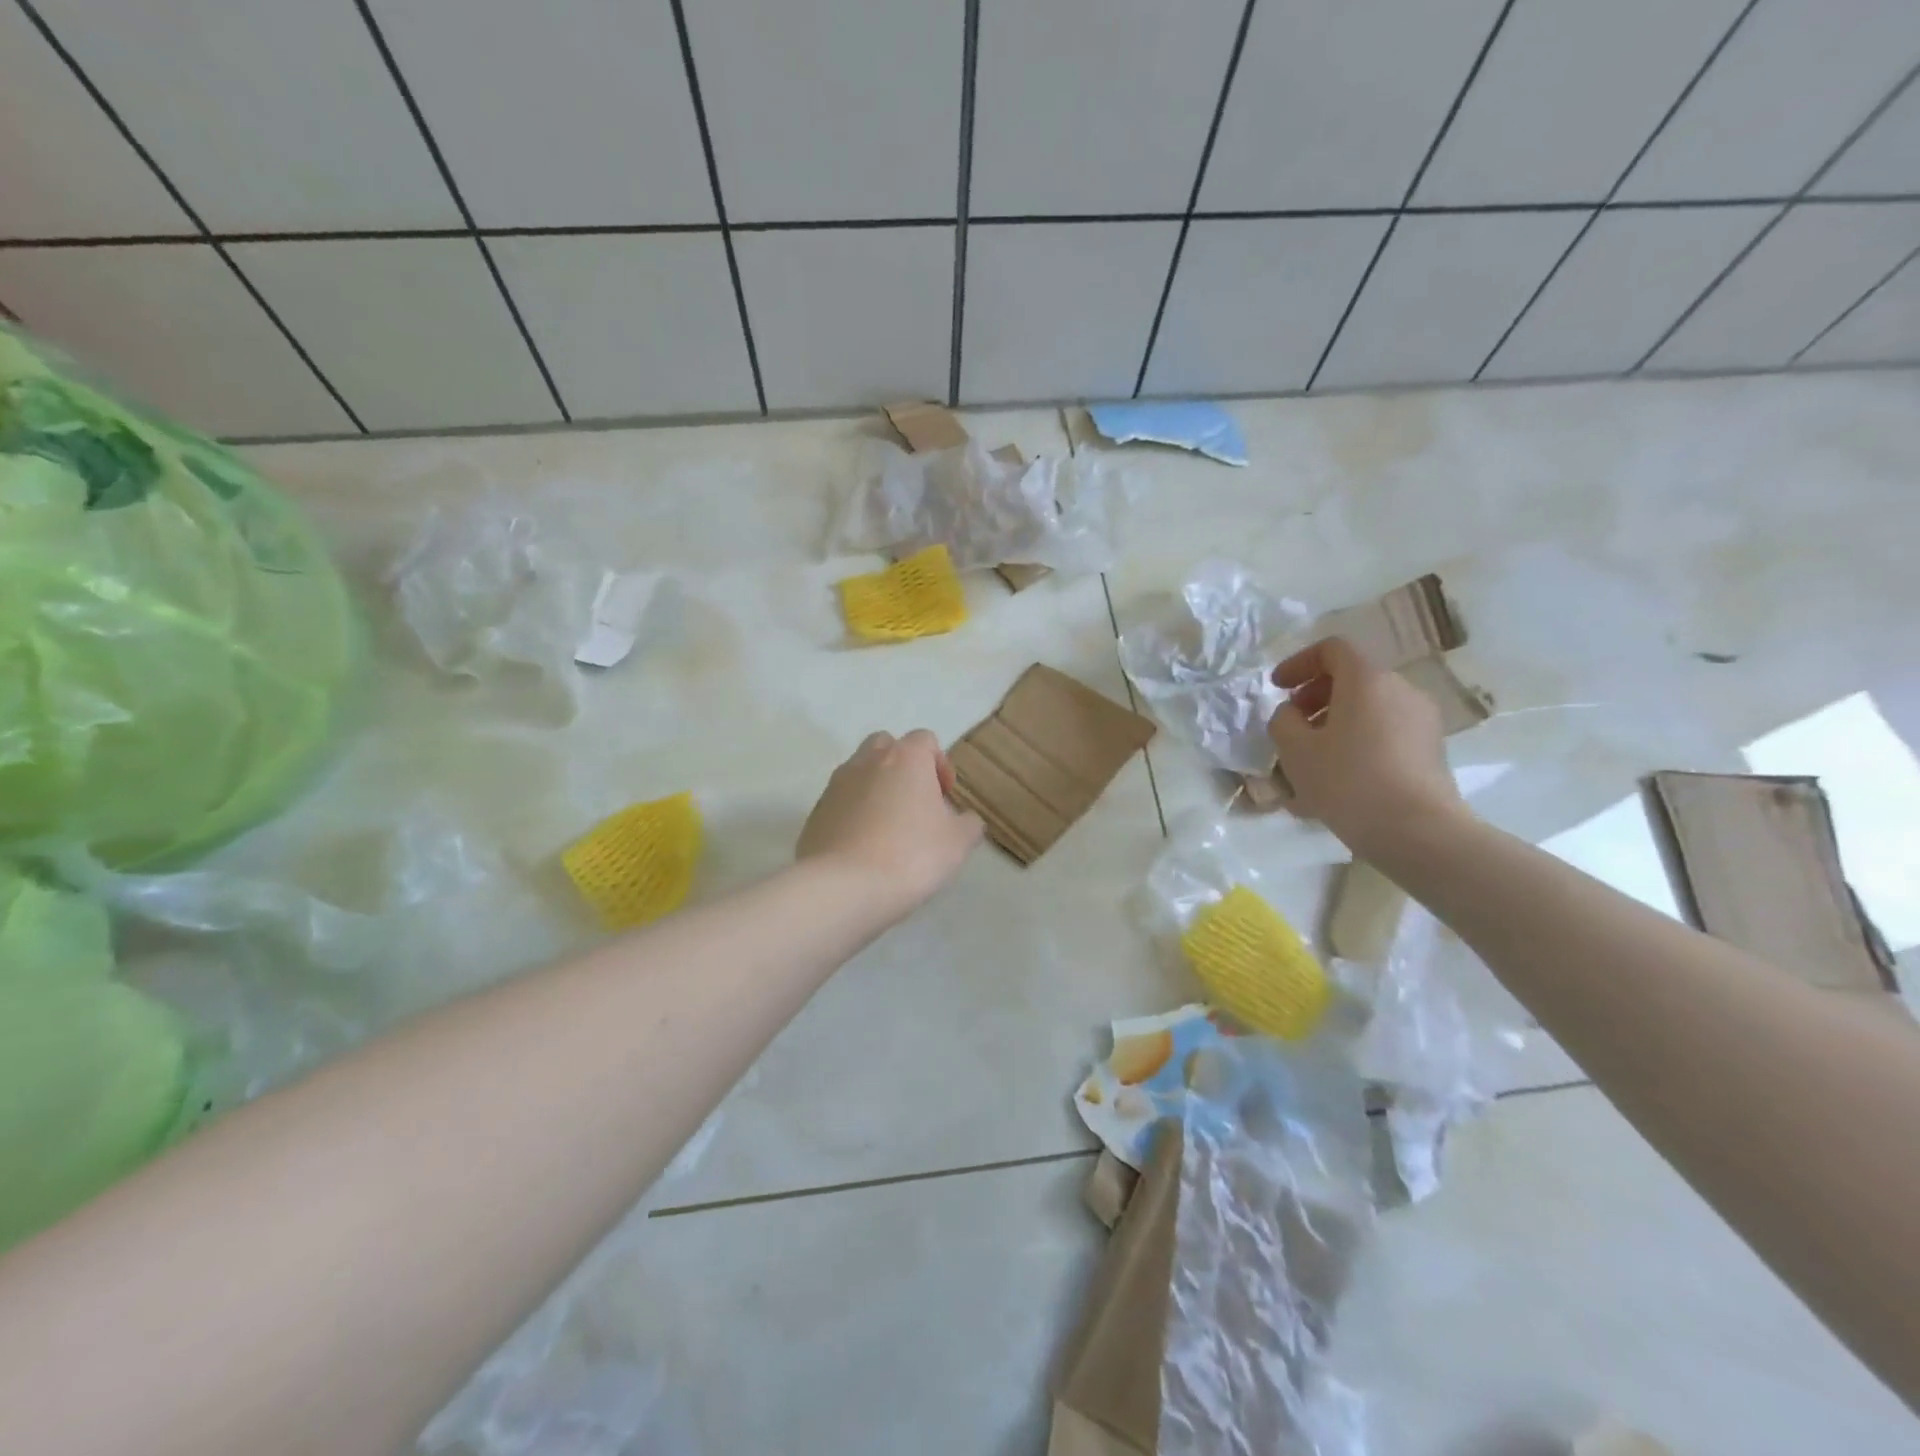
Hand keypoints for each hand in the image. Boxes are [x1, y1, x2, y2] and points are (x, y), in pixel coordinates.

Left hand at [797, 729, 983, 921]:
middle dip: (903, 767)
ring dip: (876, 789)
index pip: (925, 740)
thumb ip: (968, 824)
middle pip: (887, 746)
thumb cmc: (911, 855)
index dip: (939, 764)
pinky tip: (863, 847)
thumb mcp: (958, 843)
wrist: (844, 887)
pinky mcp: (815, 812)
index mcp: (906, 758)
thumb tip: (965, 819)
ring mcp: (836, 784)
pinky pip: (840, 802)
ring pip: (859, 772)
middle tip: (915, 803)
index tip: (945, 796)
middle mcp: (868, 761)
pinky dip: (853, 814)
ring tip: (888, 828)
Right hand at [1267, 637, 1464, 856]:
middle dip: (1316, 696)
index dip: (1299, 663)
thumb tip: (1292, 714)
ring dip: (1335, 722)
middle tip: (1292, 724)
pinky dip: (1358, 742)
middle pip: (1352, 678)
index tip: (1277, 688)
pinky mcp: (1430, 750)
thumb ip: (1283, 721)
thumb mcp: (1295, 750)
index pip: (1332, 649)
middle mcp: (1401, 689)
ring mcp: (1421, 720)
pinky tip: (1338, 778)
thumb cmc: (1348, 781)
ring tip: (1311, 758)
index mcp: (1367, 679)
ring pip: (1369, 708)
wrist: (1417, 831)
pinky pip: (1384, 733)